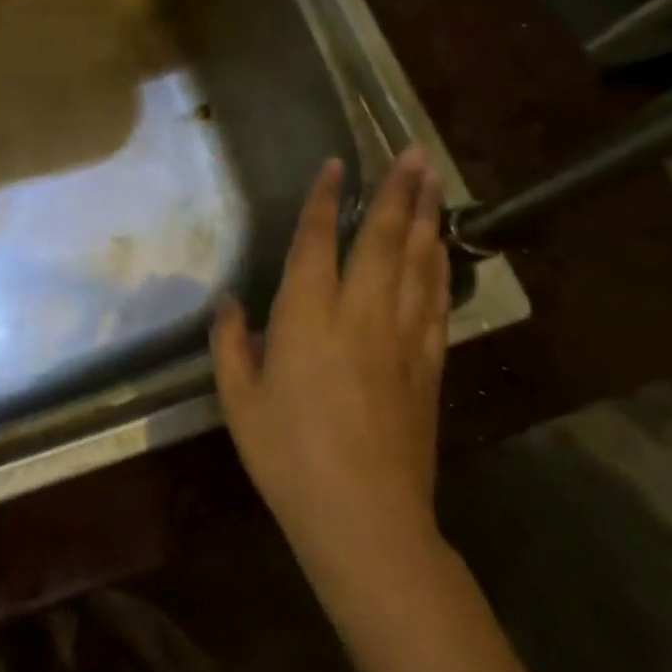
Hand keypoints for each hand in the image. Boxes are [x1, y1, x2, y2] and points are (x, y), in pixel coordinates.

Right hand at [211, 147, 450, 569]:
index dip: (327, 199)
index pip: (318, 241)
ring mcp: (401, 339)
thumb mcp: (239, 401)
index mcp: (308, 317)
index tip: (338, 164)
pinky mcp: (427, 367)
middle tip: (414, 151)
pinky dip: (440, 270)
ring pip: (418, 264)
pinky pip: (436, 304)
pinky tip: (442, 250)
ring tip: (434, 182)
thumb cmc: (289, 456)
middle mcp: (359, 315)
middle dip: (398, 192)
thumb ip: (231, 344)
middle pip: (383, 240)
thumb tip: (229, 302)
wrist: (365, 520)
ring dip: (426, 218)